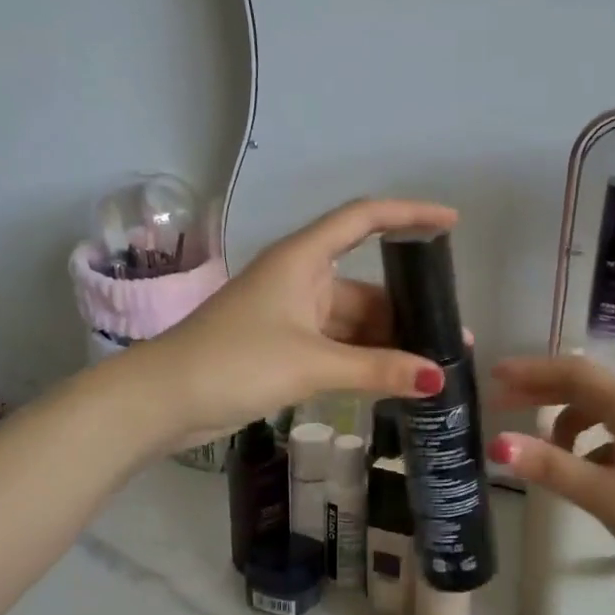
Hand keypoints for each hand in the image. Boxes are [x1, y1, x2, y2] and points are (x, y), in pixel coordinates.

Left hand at [151, 197, 457, 438]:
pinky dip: (364, 361)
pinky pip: (338, 347)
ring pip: (354, 321)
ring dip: (388, 342)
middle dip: (408, 309)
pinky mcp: (284, 347)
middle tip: (452, 338)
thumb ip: (377, 370)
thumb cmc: (234, 362)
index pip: (364, 219)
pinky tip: (394, 381)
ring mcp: (292, 316)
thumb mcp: (311, 363)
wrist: (161, 400)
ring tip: (432, 367)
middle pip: (367, 284)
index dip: (409, 214)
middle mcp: (300, 279)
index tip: (451, 223)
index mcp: (302, 259)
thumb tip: (437, 380)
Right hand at [487, 355, 614, 602]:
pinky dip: (583, 445)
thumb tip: (496, 443)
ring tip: (537, 452)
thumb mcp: (606, 496)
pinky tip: (577, 473)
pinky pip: (609, 435)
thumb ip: (551, 467)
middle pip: (582, 386)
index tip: (492, 377)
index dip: (530, 371)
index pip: (572, 373)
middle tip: (497, 405)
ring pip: (596, 412)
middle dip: (539, 391)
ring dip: (561, 422)